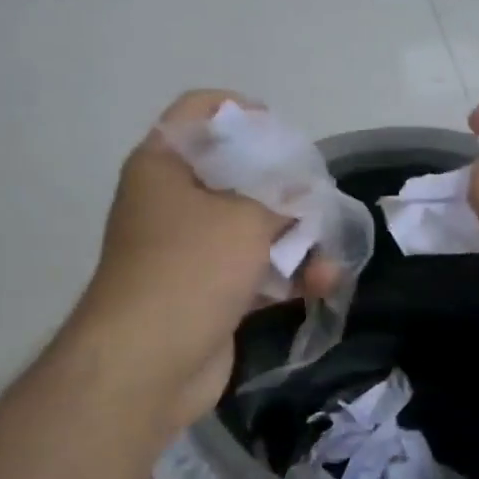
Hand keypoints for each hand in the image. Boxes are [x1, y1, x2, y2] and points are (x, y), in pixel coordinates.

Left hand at [67, 91, 334, 430]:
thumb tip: (305, 194)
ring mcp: (189, 250)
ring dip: (295, 241)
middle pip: (236, 173)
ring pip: (251, 227)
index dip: (243, 113)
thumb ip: (283, 197)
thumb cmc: (190, 269)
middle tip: (318, 196)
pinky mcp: (208, 291)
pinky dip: (285, 275)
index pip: (200, 113)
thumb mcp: (246, 218)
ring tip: (331, 258)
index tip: (284, 134)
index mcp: (163, 166)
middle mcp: (172, 202)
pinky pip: (253, 269)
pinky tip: (322, 284)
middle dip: (284, 188)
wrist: (147, 366)